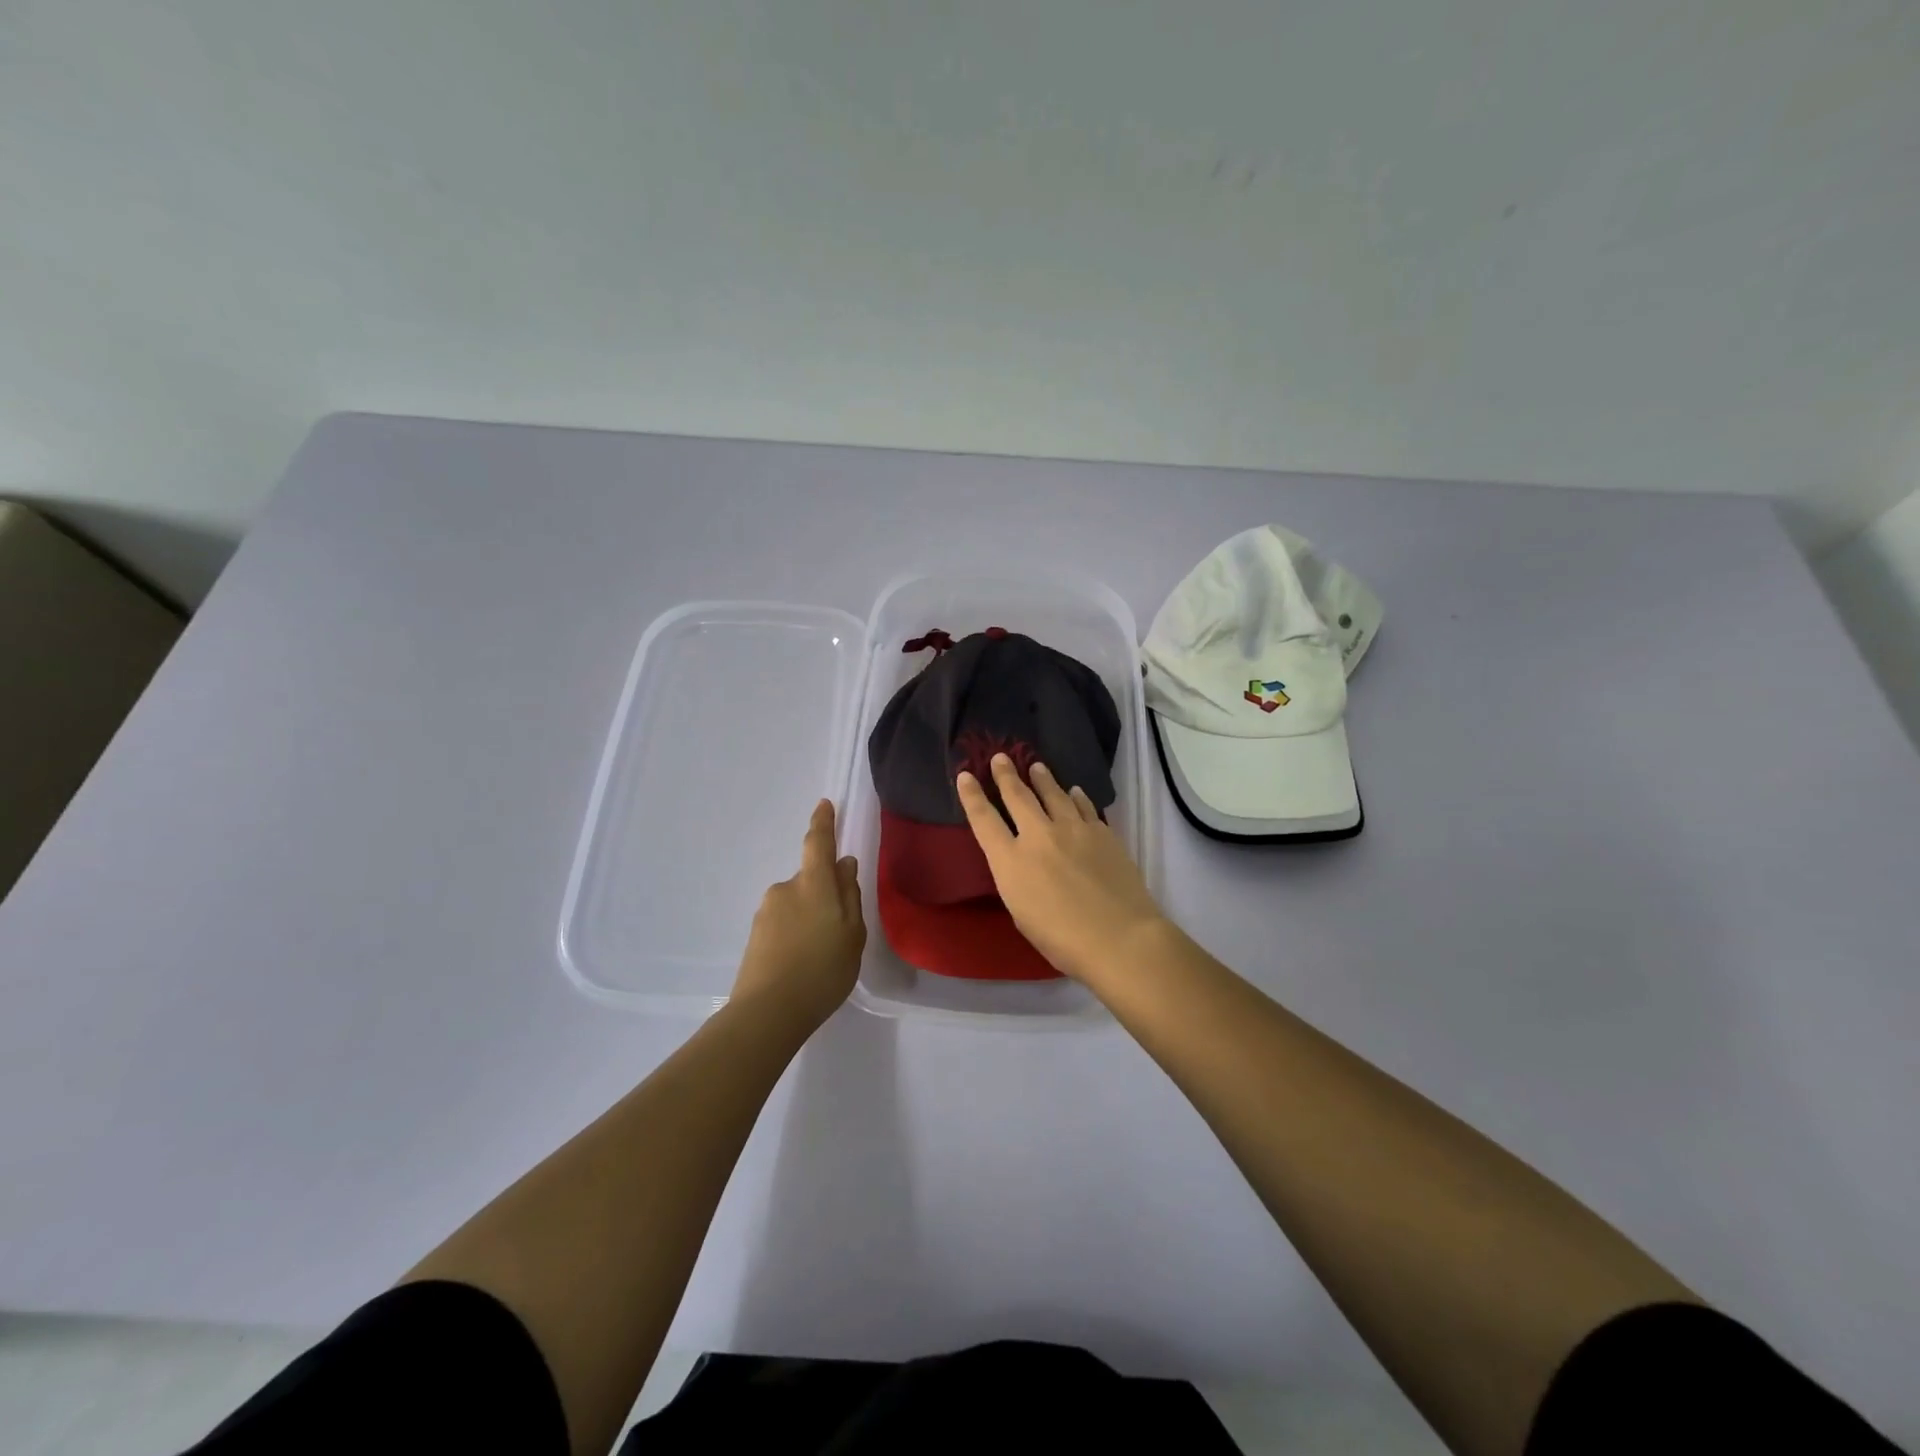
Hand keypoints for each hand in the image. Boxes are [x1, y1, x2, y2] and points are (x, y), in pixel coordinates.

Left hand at [731, 799, 865, 1028]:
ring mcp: (766, 912)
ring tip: (821, 957)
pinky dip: (795, 935)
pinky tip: (802, 965)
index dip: (823, 823)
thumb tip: (844, 865)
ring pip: (796, 904)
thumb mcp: (853, 935)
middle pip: (810, 880)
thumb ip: (850, 896)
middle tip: (840, 932)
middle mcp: (786, 889)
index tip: (825, 805)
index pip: (818, 843)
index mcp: (814, 884)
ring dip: (809, 918)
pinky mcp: (755, 935)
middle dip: (824, 895)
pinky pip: (783, 924)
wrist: (768, 1012)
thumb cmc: (823, 971)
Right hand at [956, 755, 1169, 983]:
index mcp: (1010, 861)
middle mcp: (1038, 836)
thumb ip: (1017, 880)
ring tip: (1036, 766)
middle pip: (1018, 796)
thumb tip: (1022, 861)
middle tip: (1001, 757)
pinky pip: (1084, 807)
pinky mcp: (1102, 832)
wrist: (1119, 937)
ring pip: (1053, 794)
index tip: (965, 775)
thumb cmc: (1062, 940)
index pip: (983, 820)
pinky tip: (1074, 791)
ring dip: (1042, 778)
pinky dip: (1076, 797)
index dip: (971, 796)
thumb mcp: (1021, 913)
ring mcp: (1073, 829)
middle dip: (1006, 774)